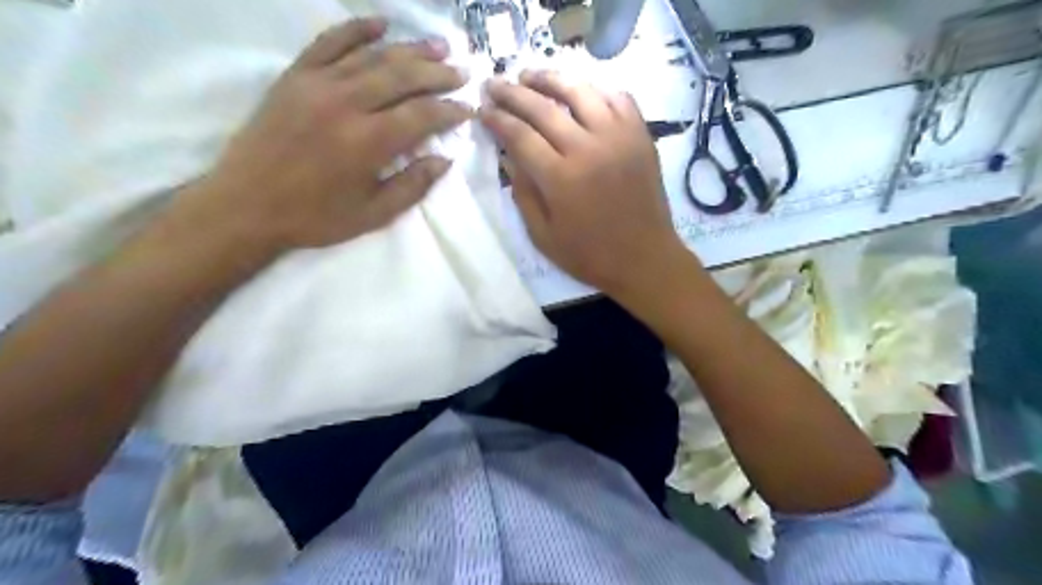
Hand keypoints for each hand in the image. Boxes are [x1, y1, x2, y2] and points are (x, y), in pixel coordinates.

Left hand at [179, 19, 471, 250]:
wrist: (246, 205)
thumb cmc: (315, 216)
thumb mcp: (373, 214)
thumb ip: (413, 186)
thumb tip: (444, 160)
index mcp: (369, 142)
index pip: (422, 115)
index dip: (449, 111)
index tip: (467, 109)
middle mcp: (347, 104)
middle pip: (403, 78)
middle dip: (438, 74)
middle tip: (462, 72)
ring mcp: (318, 84)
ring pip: (373, 56)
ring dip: (410, 49)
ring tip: (438, 46)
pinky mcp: (295, 76)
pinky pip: (329, 42)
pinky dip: (356, 29)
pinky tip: (381, 23)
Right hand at [480, 71, 690, 300]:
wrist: (645, 259)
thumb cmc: (590, 255)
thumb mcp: (543, 236)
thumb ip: (523, 193)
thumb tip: (508, 156)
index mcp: (560, 178)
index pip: (520, 135)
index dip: (497, 119)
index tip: (482, 110)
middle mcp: (588, 148)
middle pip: (543, 107)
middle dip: (513, 92)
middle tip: (495, 84)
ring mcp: (619, 137)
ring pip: (580, 92)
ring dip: (550, 79)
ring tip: (530, 76)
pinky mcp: (641, 136)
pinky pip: (618, 98)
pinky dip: (595, 90)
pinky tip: (580, 93)